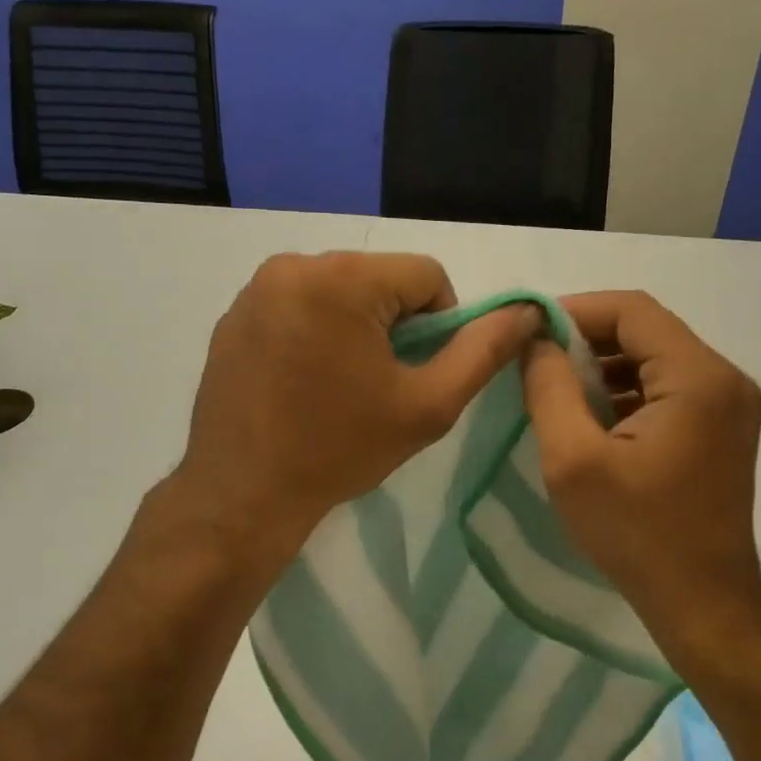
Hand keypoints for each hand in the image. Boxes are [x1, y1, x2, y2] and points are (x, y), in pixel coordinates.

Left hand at [172, 252, 540, 563]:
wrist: (242, 495)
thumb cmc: (339, 449)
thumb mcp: (427, 405)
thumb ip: (483, 351)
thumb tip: (526, 311)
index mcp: (342, 278)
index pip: (426, 275)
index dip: (440, 325)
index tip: (417, 374)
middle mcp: (293, 265)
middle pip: (380, 279)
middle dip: (395, 325)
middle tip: (381, 385)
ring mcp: (256, 288)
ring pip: (340, 291)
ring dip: (356, 328)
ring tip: (342, 386)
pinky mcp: (234, 314)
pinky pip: (299, 305)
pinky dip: (316, 332)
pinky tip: (305, 382)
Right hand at [520, 291, 760, 659]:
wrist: (702, 604)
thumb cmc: (636, 534)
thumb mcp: (573, 459)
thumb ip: (549, 387)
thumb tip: (536, 340)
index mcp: (698, 378)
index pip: (632, 310)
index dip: (576, 309)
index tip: (530, 330)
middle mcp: (725, 379)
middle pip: (647, 330)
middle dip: (587, 339)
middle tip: (537, 361)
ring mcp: (730, 405)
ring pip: (656, 358)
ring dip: (605, 365)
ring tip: (557, 389)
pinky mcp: (722, 429)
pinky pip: (668, 388)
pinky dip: (627, 390)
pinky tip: (592, 416)